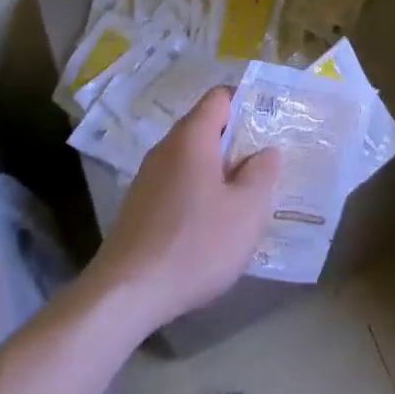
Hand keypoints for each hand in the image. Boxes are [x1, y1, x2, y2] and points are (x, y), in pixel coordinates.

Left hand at [88, 87, 279, 332]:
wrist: (123, 297)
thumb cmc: (194, 244)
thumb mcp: (246, 210)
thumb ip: (262, 173)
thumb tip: (266, 152)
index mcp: (192, 138)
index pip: (220, 97)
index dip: (248, 101)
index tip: (271, 121)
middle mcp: (166, 149)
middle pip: (205, 127)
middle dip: (237, 140)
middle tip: (266, 161)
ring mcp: (147, 179)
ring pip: (191, 158)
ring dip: (218, 169)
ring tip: (245, 194)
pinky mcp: (138, 208)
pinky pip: (177, 183)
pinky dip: (198, 191)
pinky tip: (212, 223)